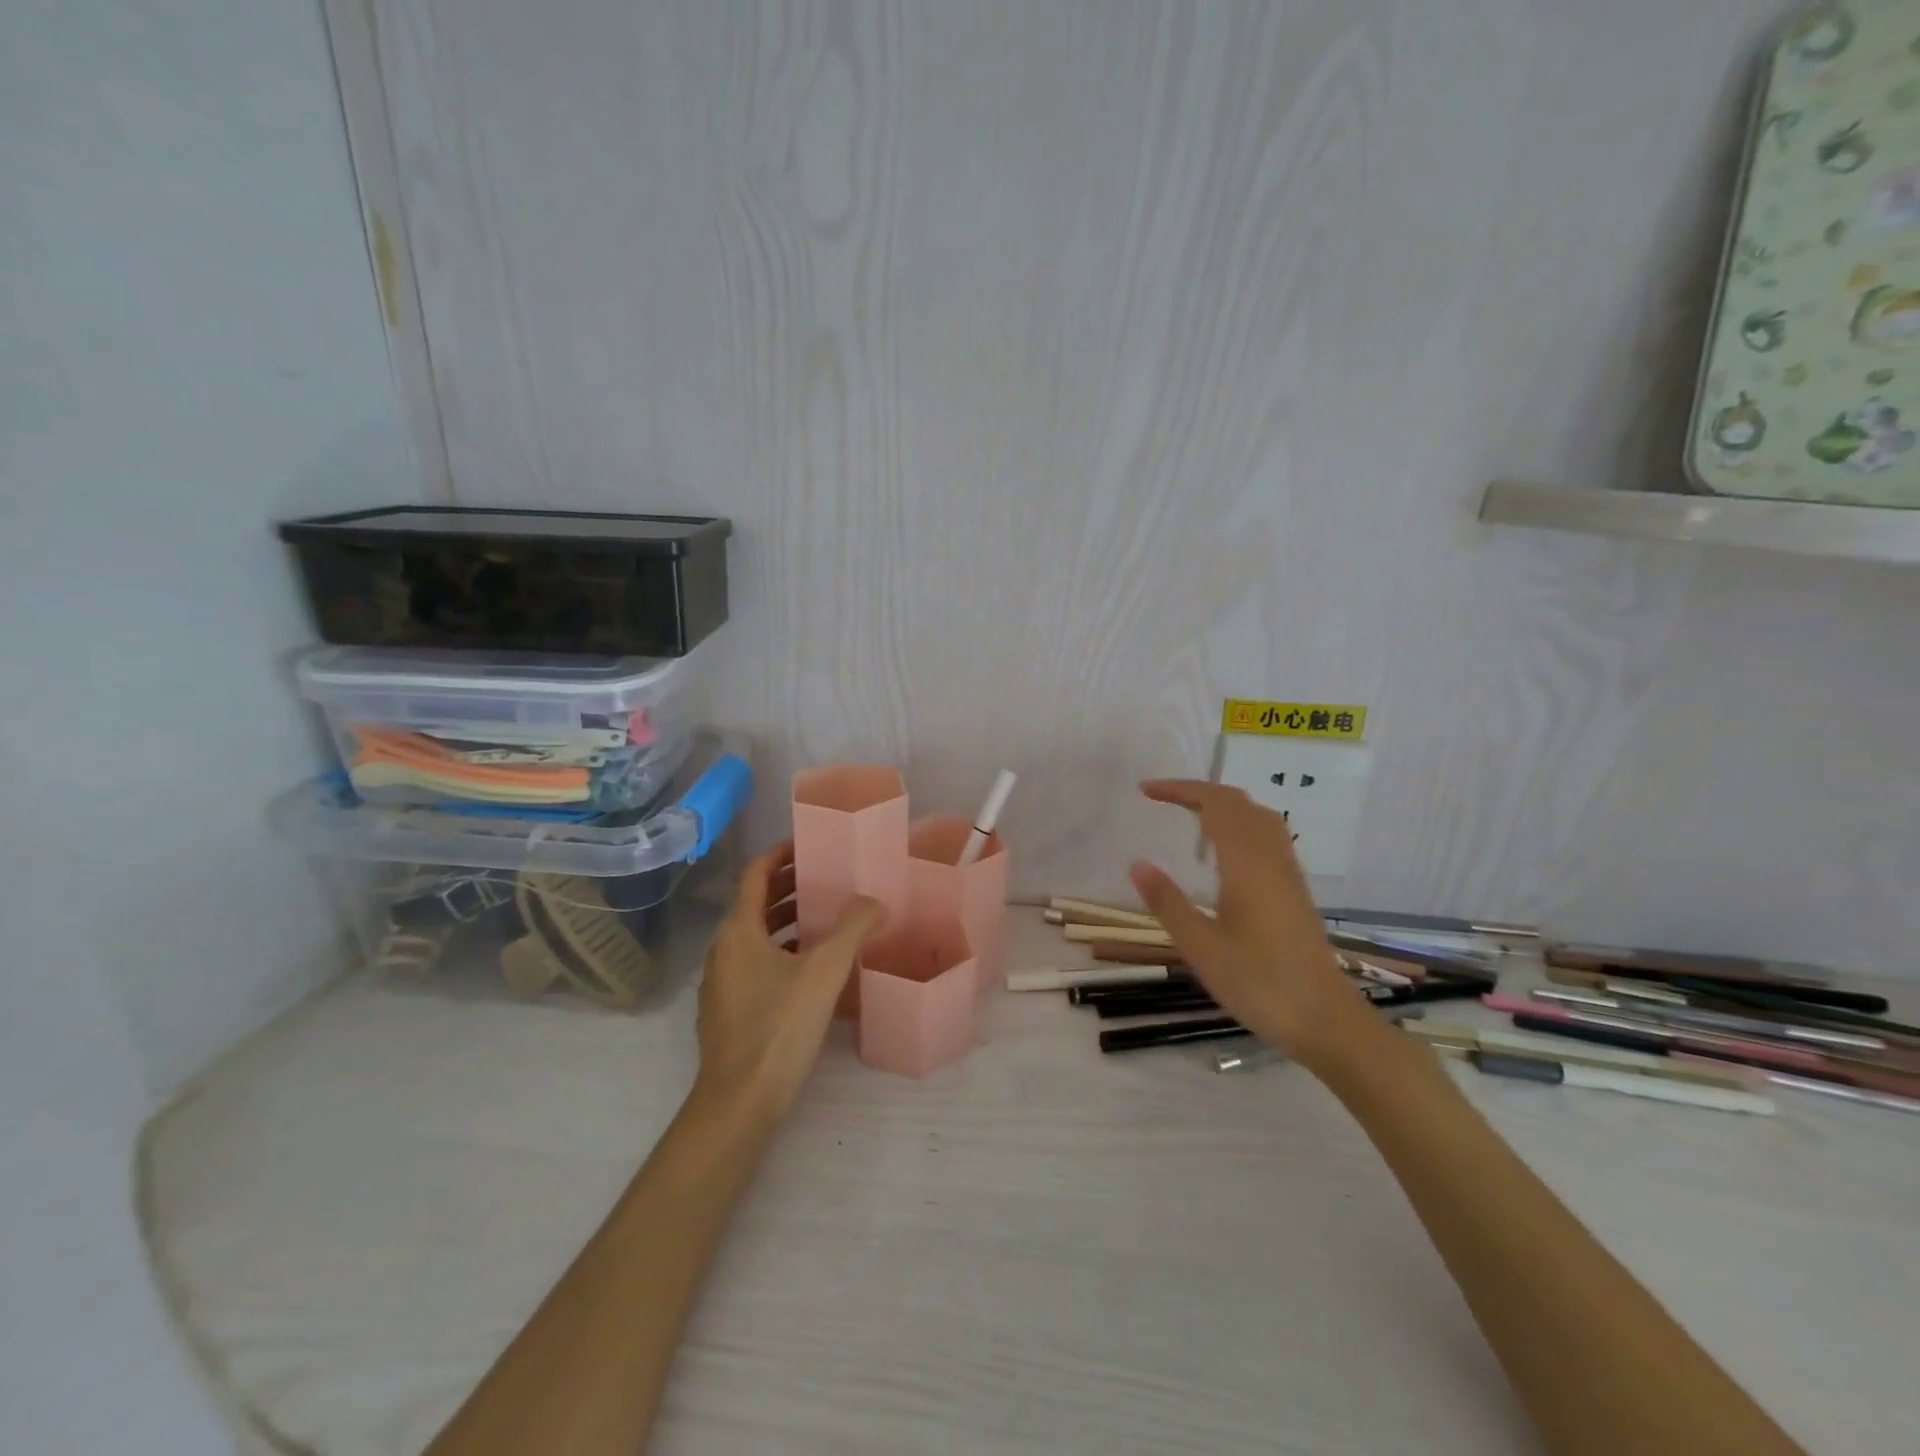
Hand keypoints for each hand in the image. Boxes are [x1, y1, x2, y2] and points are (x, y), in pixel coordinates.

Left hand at [694, 841, 880, 1121]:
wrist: (739, 1103)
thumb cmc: (779, 1026)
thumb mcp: (825, 971)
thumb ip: (852, 928)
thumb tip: (874, 901)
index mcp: (739, 931)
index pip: (755, 873)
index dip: (781, 854)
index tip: (809, 844)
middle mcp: (723, 950)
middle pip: (756, 903)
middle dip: (791, 887)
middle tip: (829, 880)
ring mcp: (722, 983)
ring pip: (757, 937)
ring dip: (788, 922)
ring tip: (827, 921)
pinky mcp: (728, 1011)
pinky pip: (756, 964)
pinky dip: (782, 952)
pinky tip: (813, 969)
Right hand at [1129, 780, 1373, 1069]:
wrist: (1326, 1020)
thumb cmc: (1259, 984)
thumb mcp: (1201, 948)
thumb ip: (1168, 903)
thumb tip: (1137, 863)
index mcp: (1246, 864)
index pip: (1214, 804)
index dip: (1180, 789)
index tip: (1146, 791)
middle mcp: (1271, 858)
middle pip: (1238, 803)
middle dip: (1198, 792)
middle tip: (1161, 799)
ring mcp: (1287, 873)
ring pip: (1257, 816)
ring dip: (1222, 805)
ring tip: (1189, 817)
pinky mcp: (1295, 889)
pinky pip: (1267, 835)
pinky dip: (1239, 824)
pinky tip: (1223, 852)